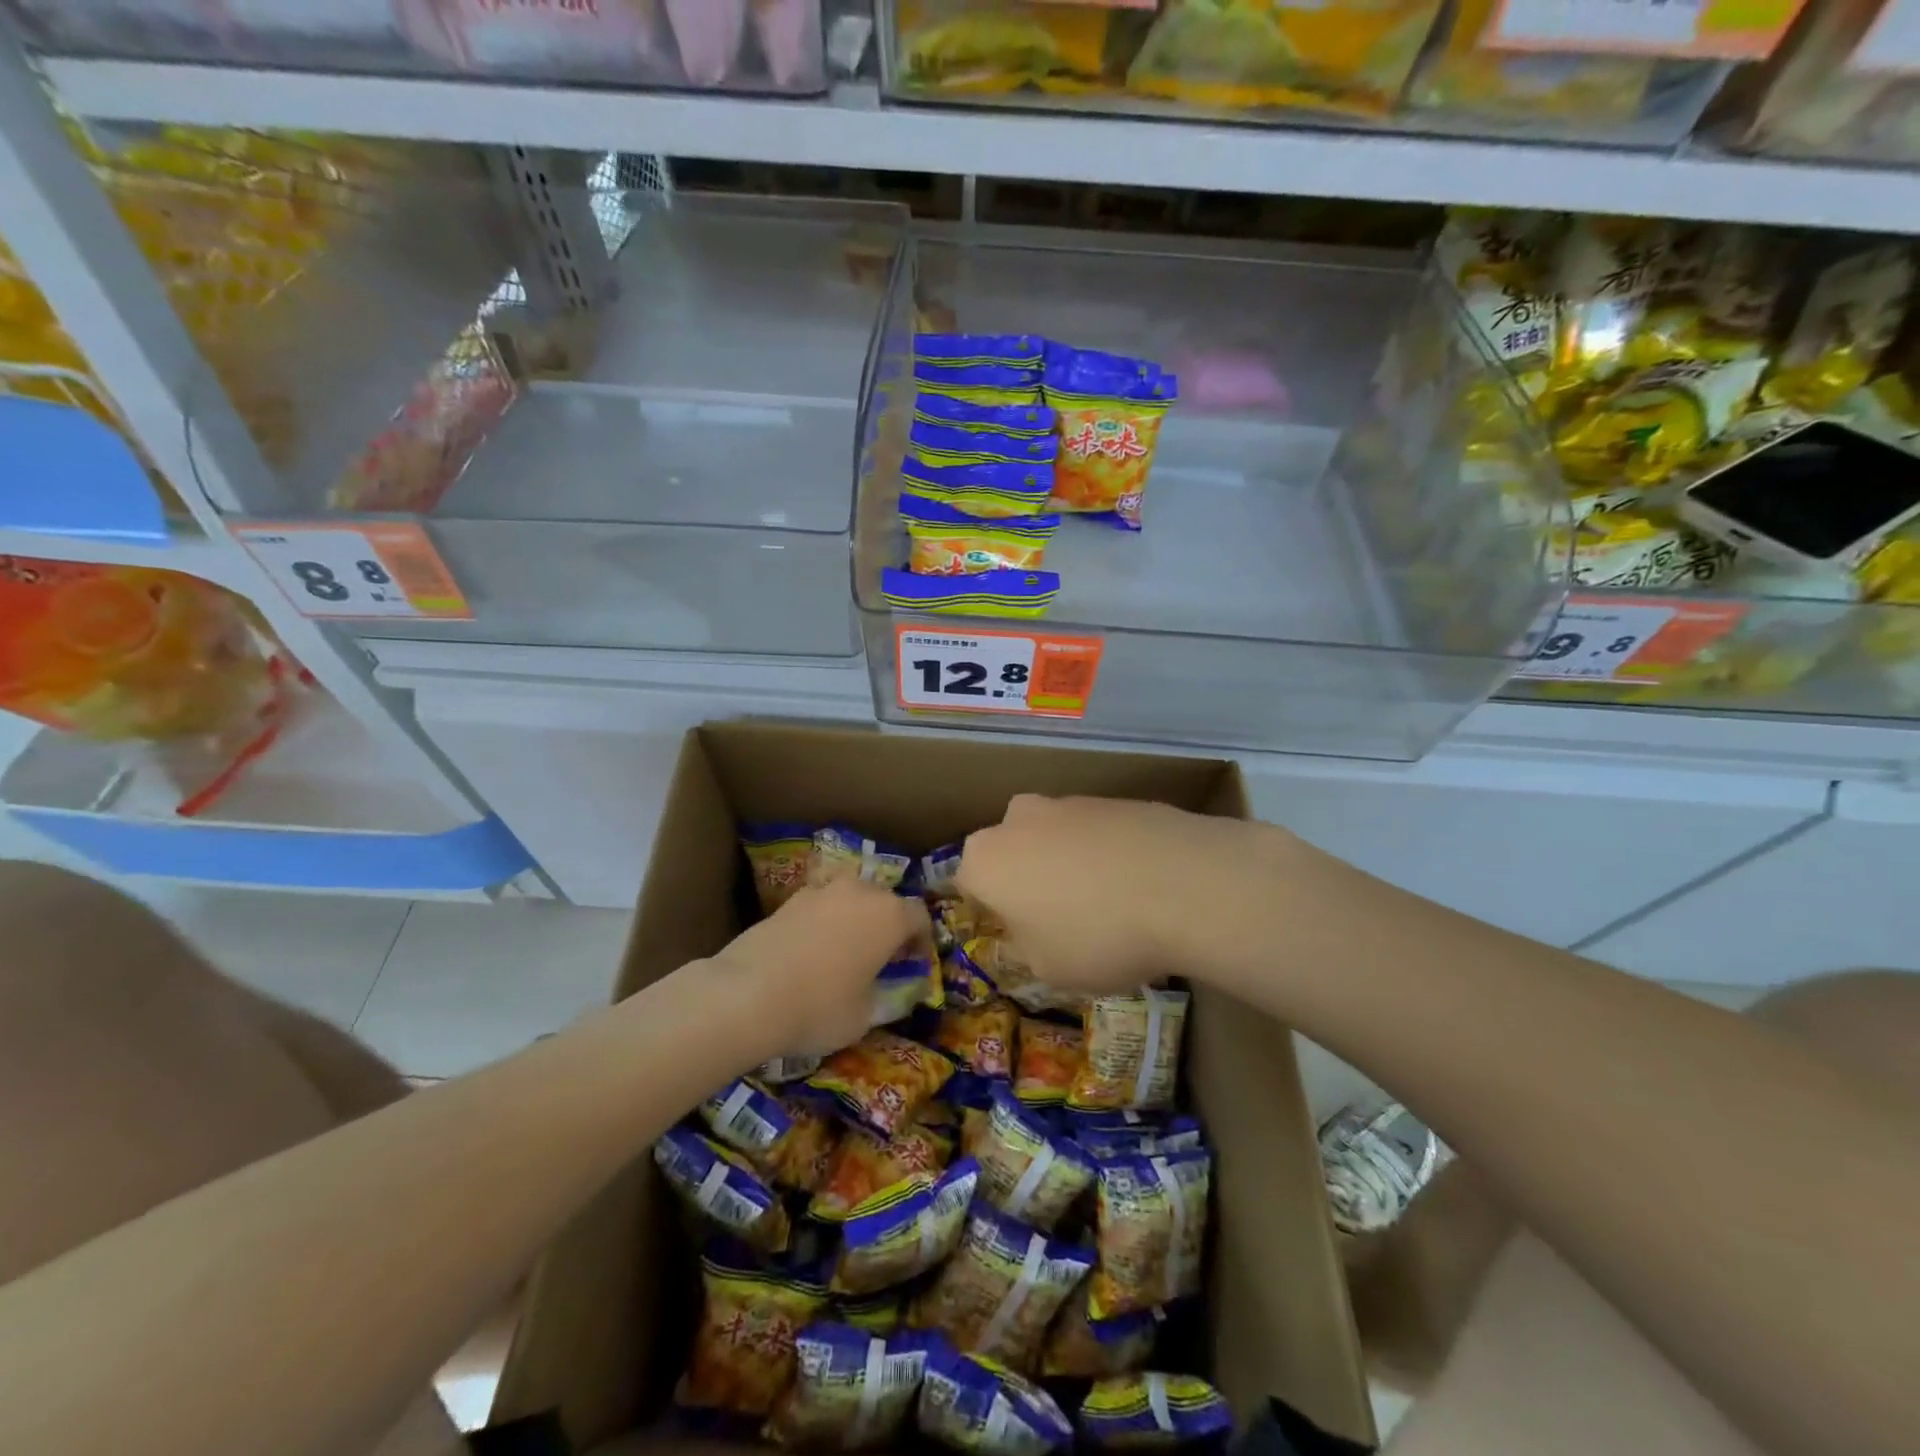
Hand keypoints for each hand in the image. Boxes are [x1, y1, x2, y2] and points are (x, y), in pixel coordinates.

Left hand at [714, 879, 929, 1057]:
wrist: (747, 995)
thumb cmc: (820, 1007)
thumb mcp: (865, 1016)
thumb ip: (886, 997)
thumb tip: (890, 992)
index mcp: (889, 915)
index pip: (920, 916)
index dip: (921, 940)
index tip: (914, 963)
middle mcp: (860, 892)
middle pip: (885, 900)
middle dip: (888, 924)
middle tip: (881, 956)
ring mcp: (821, 891)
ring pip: (849, 897)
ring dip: (854, 918)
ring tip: (844, 950)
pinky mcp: (788, 900)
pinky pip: (819, 905)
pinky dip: (822, 921)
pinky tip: (811, 951)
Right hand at [957, 795, 1262, 992]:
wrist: (1185, 884)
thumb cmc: (1098, 936)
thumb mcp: (1047, 969)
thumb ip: (1025, 947)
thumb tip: (1030, 931)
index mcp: (986, 860)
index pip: (967, 884)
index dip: (990, 912)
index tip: (1017, 935)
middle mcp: (1018, 819)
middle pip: (1010, 850)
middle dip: (1026, 878)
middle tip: (1059, 917)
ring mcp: (1068, 802)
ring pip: (1054, 837)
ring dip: (1068, 863)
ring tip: (1109, 903)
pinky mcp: (1115, 798)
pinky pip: (1097, 832)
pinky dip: (1107, 853)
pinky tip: (1139, 883)